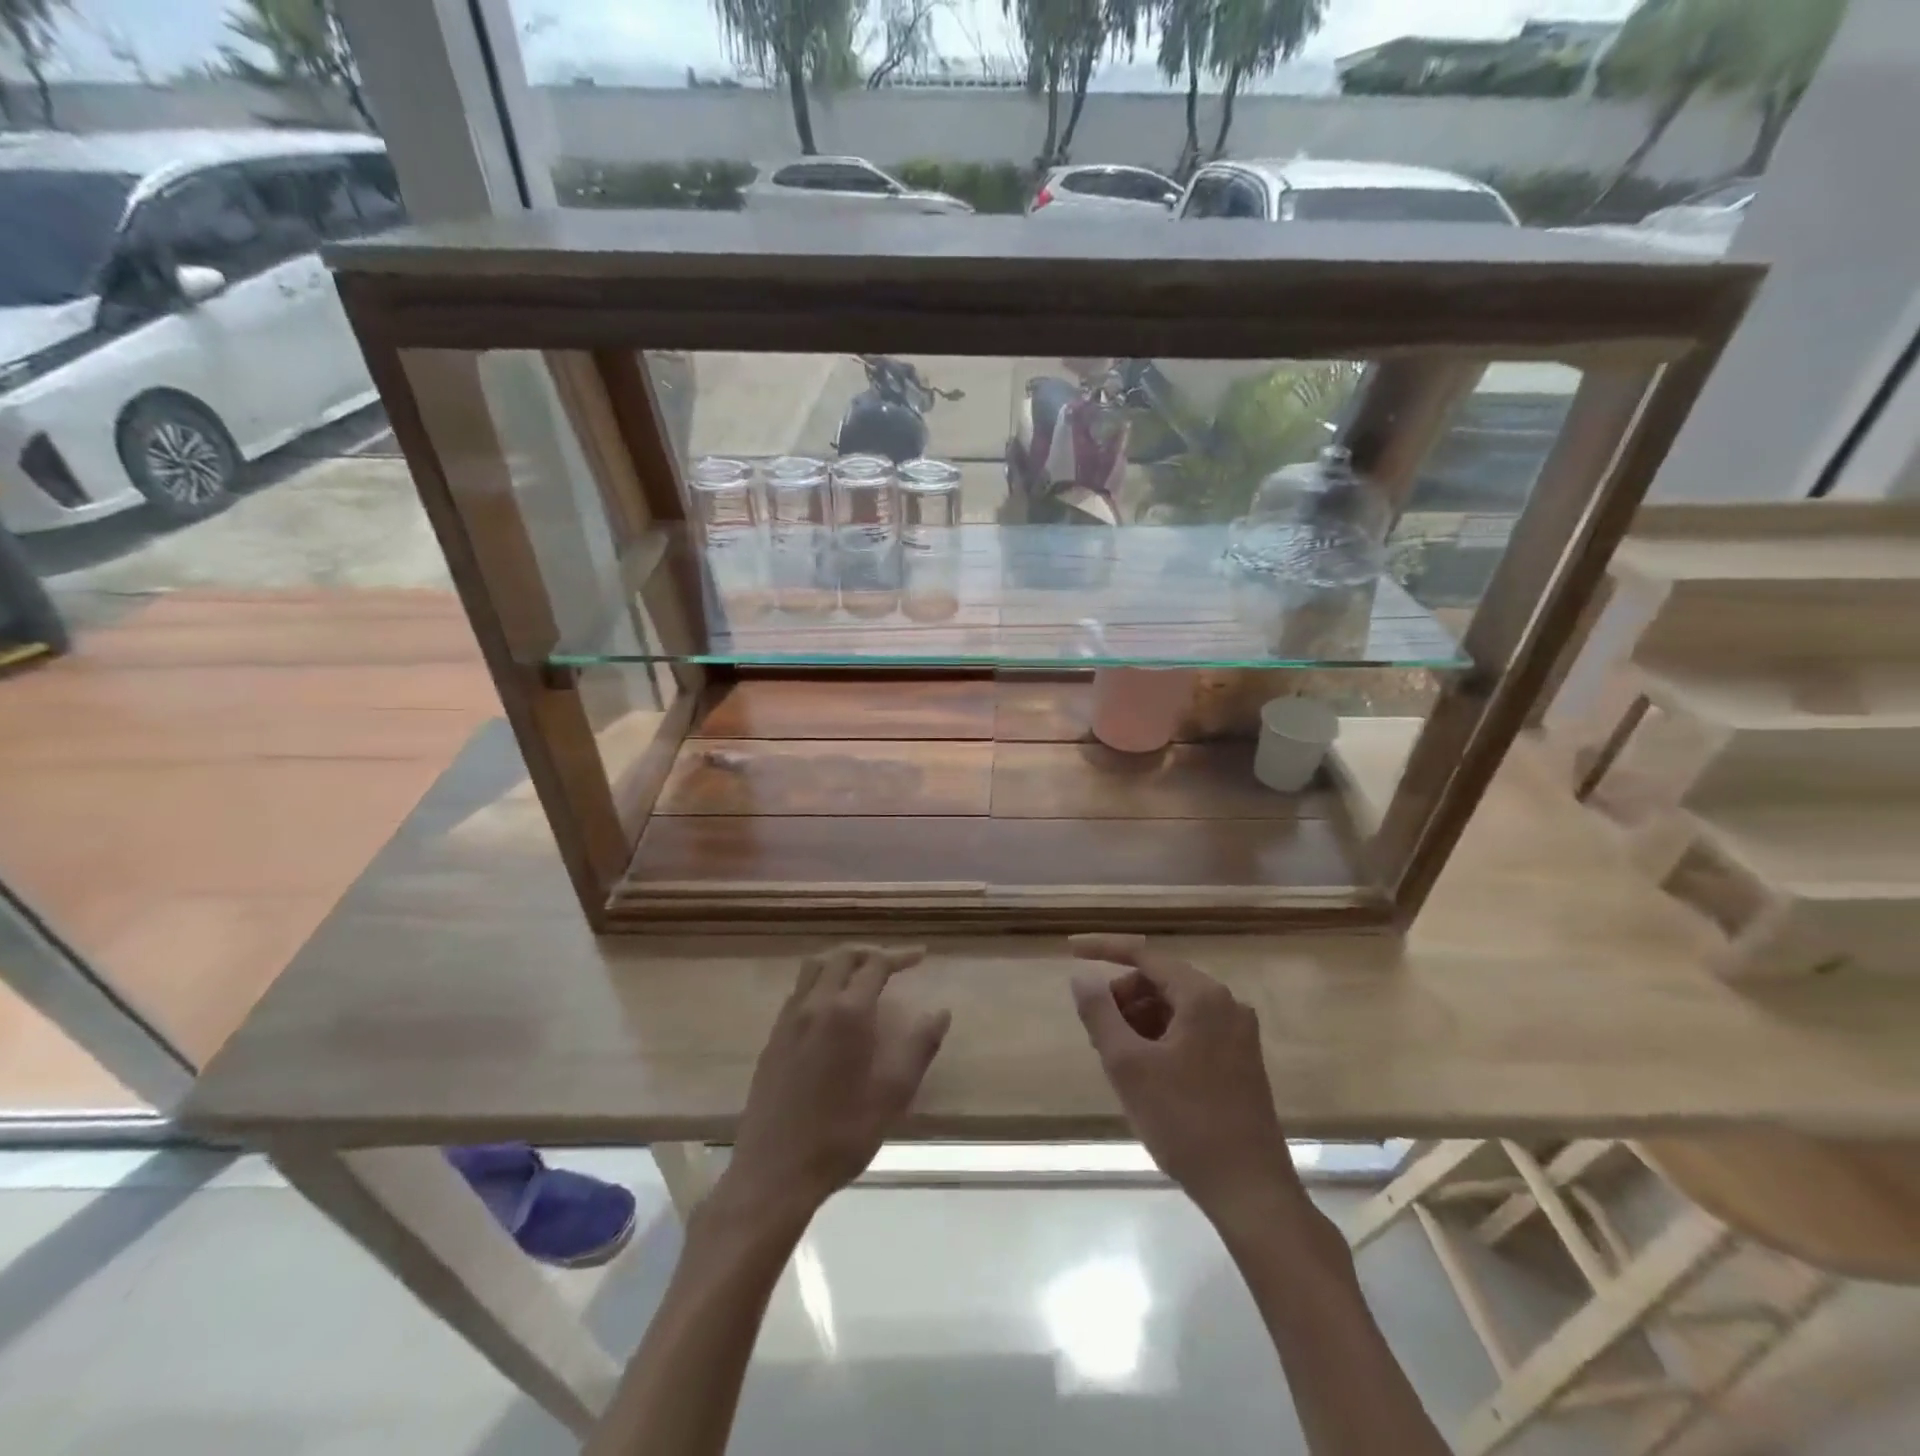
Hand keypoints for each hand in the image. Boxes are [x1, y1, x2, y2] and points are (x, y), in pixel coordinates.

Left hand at [723, 944, 949, 1223]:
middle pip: (841, 957)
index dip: (900, 956)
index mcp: (847, 1013)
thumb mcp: (892, 1094)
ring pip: (813, 969)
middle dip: (869, 953)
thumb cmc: (841, 1134)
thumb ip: (919, 1047)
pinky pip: (798, 991)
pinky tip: (831, 1009)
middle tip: (894, 963)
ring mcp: (788, 1020)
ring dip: (841, 962)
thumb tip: (941, 1012)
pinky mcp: (773, 1039)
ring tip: (862, 976)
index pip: (875, 965)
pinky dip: (820, 982)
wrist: (775, 1172)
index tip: (921, 956)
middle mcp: (814, 1005)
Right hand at [1070, 933, 1305, 1231]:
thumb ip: (1100, 1013)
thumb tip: (1080, 977)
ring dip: (1139, 1021)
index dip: (1103, 948)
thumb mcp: (1129, 1065)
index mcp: (1203, 996)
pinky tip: (1145, 1073)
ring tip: (1116, 1059)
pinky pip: (1191, 1030)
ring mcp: (1238, 1033)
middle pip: (1160, 982)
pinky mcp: (1241, 1061)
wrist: (1250, 1191)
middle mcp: (1226, 1004)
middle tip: (1096, 1034)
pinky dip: (1161, 1039)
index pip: (1144, 955)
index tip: (1070, 952)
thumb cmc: (1185, 1121)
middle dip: (1123, 998)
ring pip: (1174, 1008)